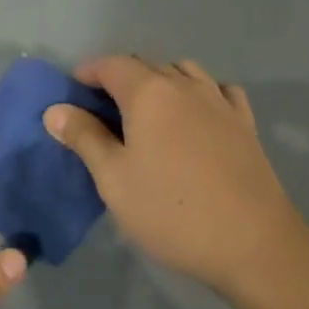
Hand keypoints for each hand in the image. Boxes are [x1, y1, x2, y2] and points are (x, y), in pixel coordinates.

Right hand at [43, 56, 308, 297]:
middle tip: (101, 110)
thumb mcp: (114, 180)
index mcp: (149, 93)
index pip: (111, 64)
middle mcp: (185, 86)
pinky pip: (217, 89)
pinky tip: (195, 115)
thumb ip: (84, 138)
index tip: (72, 91)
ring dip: (158, 80)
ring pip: (183, 71)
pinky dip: (198, 92)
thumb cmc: (171, 212)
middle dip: (119, 77)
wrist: (253, 244)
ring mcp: (220, 101)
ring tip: (146, 111)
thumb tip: (55, 110)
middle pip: (146, 64)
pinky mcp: (245, 123)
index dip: (88, 71)